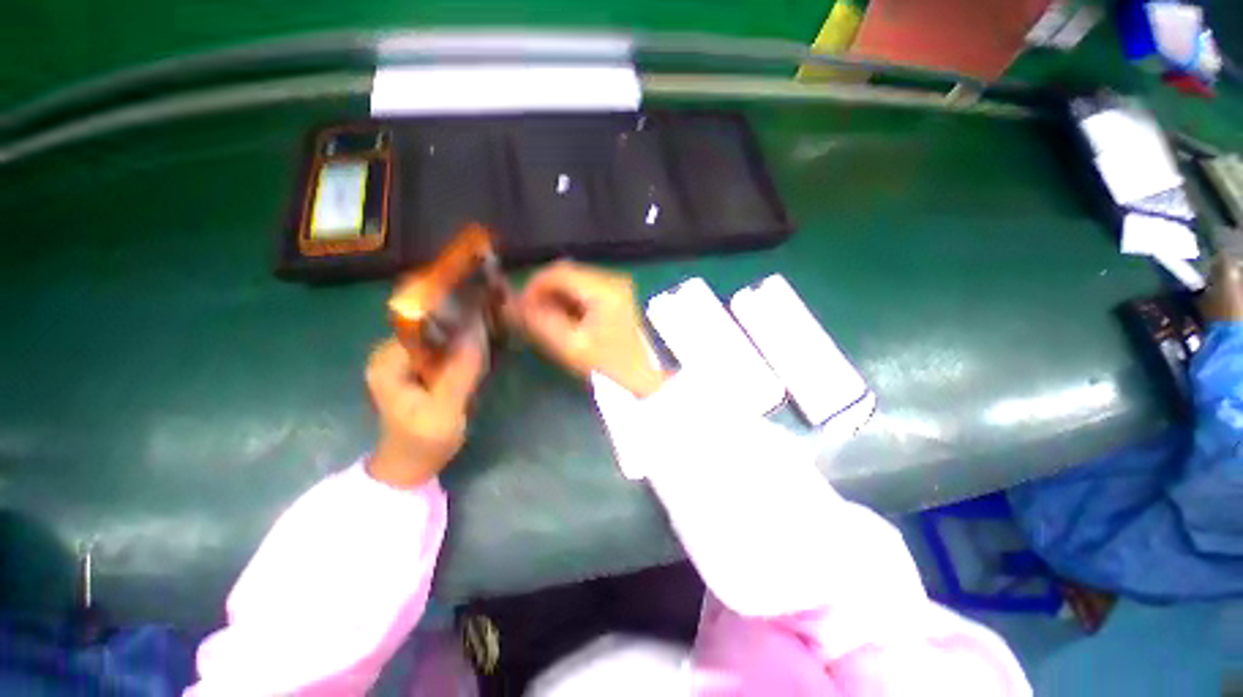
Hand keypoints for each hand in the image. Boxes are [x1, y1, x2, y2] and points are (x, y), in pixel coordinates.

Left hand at [365, 328, 486, 488]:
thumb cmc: (423, 441)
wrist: (411, 464)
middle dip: (465, 334)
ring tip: (487, 354)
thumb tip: (478, 330)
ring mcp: (405, 358)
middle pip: (437, 327)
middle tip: (491, 346)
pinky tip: (479, 360)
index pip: (428, 324)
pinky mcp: (418, 366)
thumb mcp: (445, 410)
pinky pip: (446, 349)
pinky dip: (464, 352)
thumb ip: (460, 372)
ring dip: (467, 343)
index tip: (486, 330)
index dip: (459, 323)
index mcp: (388, 360)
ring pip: (444, 337)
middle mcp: (392, 351)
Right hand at [518, 261, 665, 396]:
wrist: (645, 375)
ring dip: (555, 296)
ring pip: (574, 280)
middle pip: (566, 273)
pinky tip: (564, 319)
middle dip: (543, 292)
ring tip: (546, 320)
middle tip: (530, 315)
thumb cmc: (609, 364)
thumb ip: (540, 322)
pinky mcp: (617, 294)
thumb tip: (512, 304)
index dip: (533, 286)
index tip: (520, 308)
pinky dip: (569, 300)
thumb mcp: (571, 346)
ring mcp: (617, 285)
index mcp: (604, 288)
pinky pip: (585, 289)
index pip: (558, 272)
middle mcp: (612, 278)